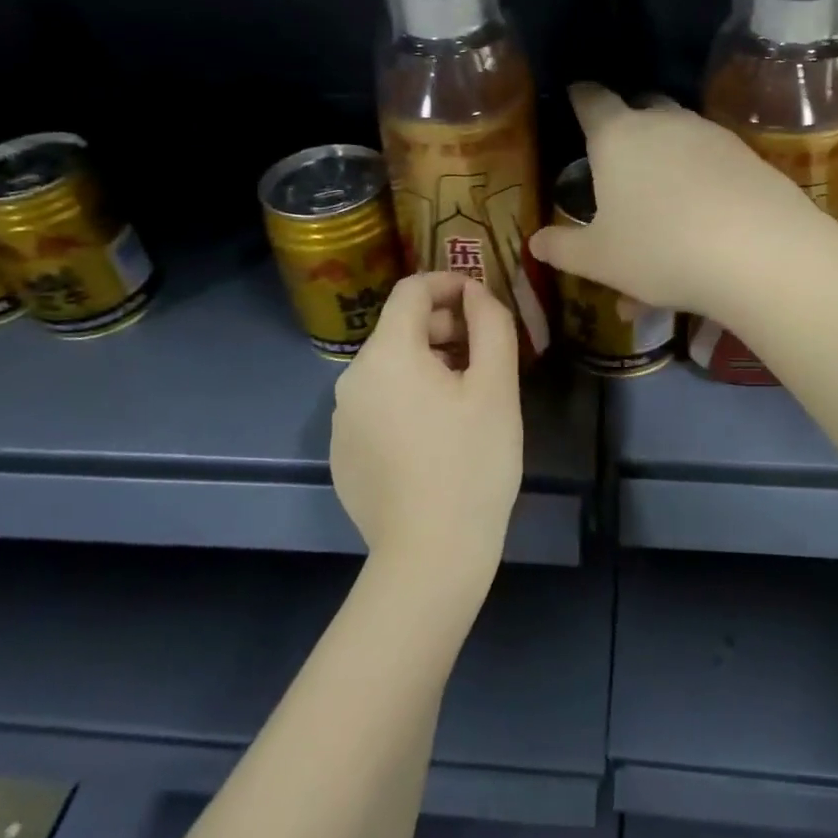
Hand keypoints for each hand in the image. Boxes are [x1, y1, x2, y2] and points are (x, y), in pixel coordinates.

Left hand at [330, 272, 522, 581]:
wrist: (430, 555)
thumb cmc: (472, 462)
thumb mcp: (496, 387)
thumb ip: (491, 325)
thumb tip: (476, 293)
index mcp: (387, 354)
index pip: (411, 290)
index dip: (449, 283)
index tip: (482, 300)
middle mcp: (352, 378)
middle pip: (399, 331)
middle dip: (443, 330)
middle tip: (484, 358)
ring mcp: (341, 420)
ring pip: (389, 371)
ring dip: (428, 368)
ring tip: (465, 401)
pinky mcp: (342, 454)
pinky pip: (377, 407)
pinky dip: (407, 402)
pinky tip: (436, 438)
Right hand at [528, 83, 826, 319]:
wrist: (760, 253)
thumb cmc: (660, 250)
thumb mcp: (600, 260)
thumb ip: (563, 248)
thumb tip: (534, 242)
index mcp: (617, 137)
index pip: (591, 100)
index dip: (579, 97)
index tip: (575, 96)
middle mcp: (664, 123)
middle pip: (640, 108)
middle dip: (625, 125)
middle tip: (615, 156)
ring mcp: (711, 136)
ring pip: (679, 139)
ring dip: (665, 162)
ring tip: (659, 207)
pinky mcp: (747, 156)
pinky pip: (710, 163)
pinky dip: (698, 184)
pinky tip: (700, 223)